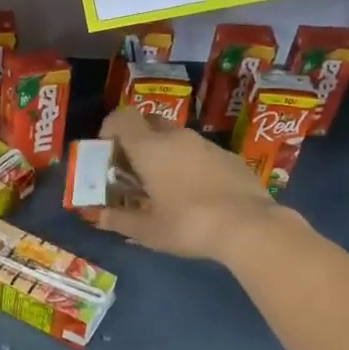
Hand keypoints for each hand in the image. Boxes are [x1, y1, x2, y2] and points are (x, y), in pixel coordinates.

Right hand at [94, 105, 286, 260]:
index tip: (107, 152)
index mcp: (150, 148)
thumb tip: (100, 217)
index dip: (110, 129)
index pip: (122, 118)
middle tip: (135, 171)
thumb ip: (120, 220)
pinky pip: (201, 153)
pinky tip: (198, 194)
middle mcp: (177, 137)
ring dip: (166, 155)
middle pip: (150, 125)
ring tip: (166, 187)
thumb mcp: (148, 231)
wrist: (248, 226)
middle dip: (138, 142)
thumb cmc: (188, 225)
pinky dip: (192, 165)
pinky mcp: (230, 157)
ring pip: (177, 139)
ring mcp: (207, 145)